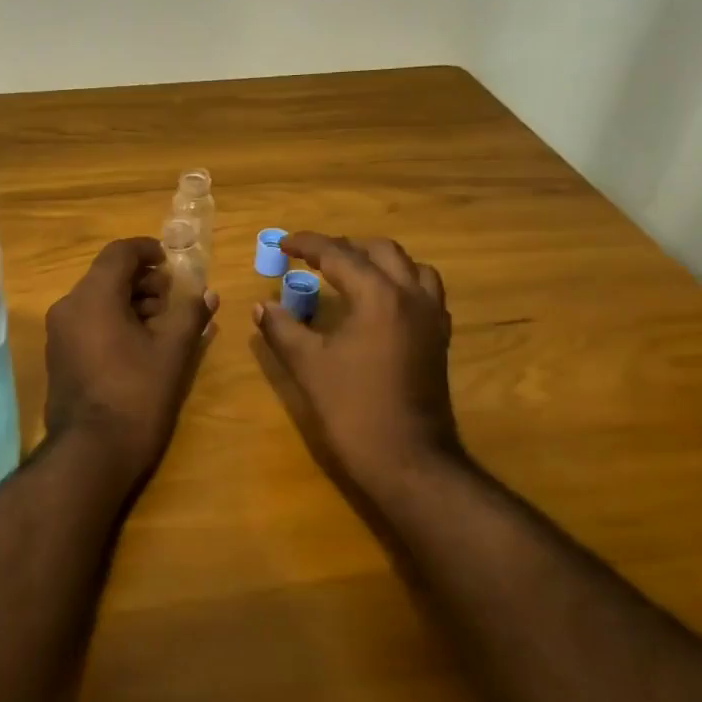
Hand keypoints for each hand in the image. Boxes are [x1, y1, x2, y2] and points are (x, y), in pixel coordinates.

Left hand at [45, 238, 218, 484]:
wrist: (91, 453)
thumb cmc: (136, 395)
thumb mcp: (172, 353)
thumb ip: (190, 315)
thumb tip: (208, 293)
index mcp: (93, 297)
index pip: (119, 253)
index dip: (147, 250)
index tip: (171, 261)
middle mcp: (68, 307)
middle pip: (106, 276)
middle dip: (142, 280)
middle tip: (172, 297)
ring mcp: (59, 333)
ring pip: (95, 300)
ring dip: (128, 301)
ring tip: (161, 322)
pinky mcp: (58, 356)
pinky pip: (86, 322)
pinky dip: (112, 320)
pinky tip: (138, 343)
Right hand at [252, 232, 465, 497]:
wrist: (407, 458)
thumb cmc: (352, 408)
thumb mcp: (307, 365)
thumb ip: (282, 328)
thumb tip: (262, 306)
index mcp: (379, 296)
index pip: (339, 255)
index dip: (308, 245)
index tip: (283, 243)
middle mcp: (412, 296)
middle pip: (381, 251)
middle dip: (345, 247)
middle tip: (313, 258)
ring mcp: (432, 317)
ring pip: (410, 267)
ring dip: (378, 262)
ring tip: (349, 273)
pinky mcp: (439, 339)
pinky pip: (424, 292)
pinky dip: (399, 284)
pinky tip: (378, 304)